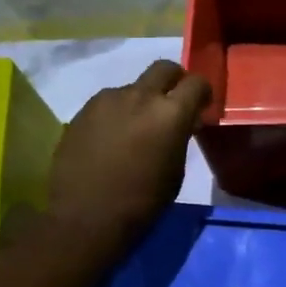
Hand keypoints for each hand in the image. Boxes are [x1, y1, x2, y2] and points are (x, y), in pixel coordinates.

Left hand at [47, 61, 210, 247]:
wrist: (85, 218)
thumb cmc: (141, 203)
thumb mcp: (175, 171)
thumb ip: (179, 137)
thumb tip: (180, 124)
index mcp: (170, 113)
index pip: (196, 82)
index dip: (202, 92)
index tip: (201, 107)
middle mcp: (140, 96)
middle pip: (163, 68)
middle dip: (174, 80)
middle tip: (172, 103)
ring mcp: (107, 100)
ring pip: (133, 87)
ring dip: (141, 101)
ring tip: (135, 129)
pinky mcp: (83, 111)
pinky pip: (108, 103)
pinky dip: (117, 114)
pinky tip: (110, 140)